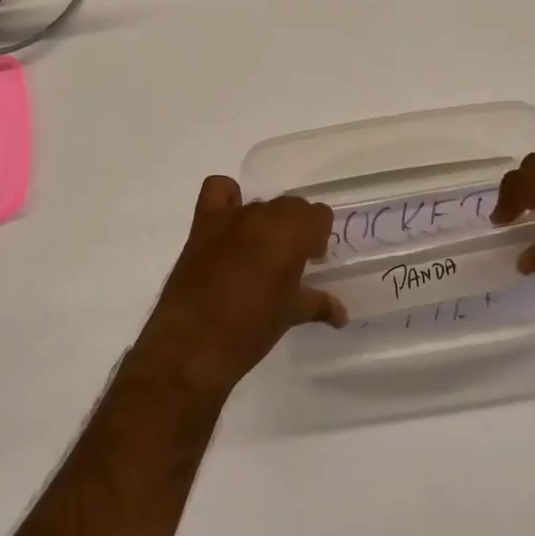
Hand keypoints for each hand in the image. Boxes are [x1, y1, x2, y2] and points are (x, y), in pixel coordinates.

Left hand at [131, 177, 345, 403]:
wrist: (192, 344)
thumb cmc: (251, 330)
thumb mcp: (290, 316)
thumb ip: (318, 304)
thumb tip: (342, 315)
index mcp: (292, 234)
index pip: (318, 215)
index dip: (318, 237)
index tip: (311, 261)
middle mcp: (265, 216)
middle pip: (291, 207)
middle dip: (295, 230)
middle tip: (288, 263)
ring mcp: (232, 216)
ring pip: (261, 204)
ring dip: (266, 224)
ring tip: (258, 255)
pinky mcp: (203, 222)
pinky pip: (219, 190)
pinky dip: (228, 199)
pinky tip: (229, 223)